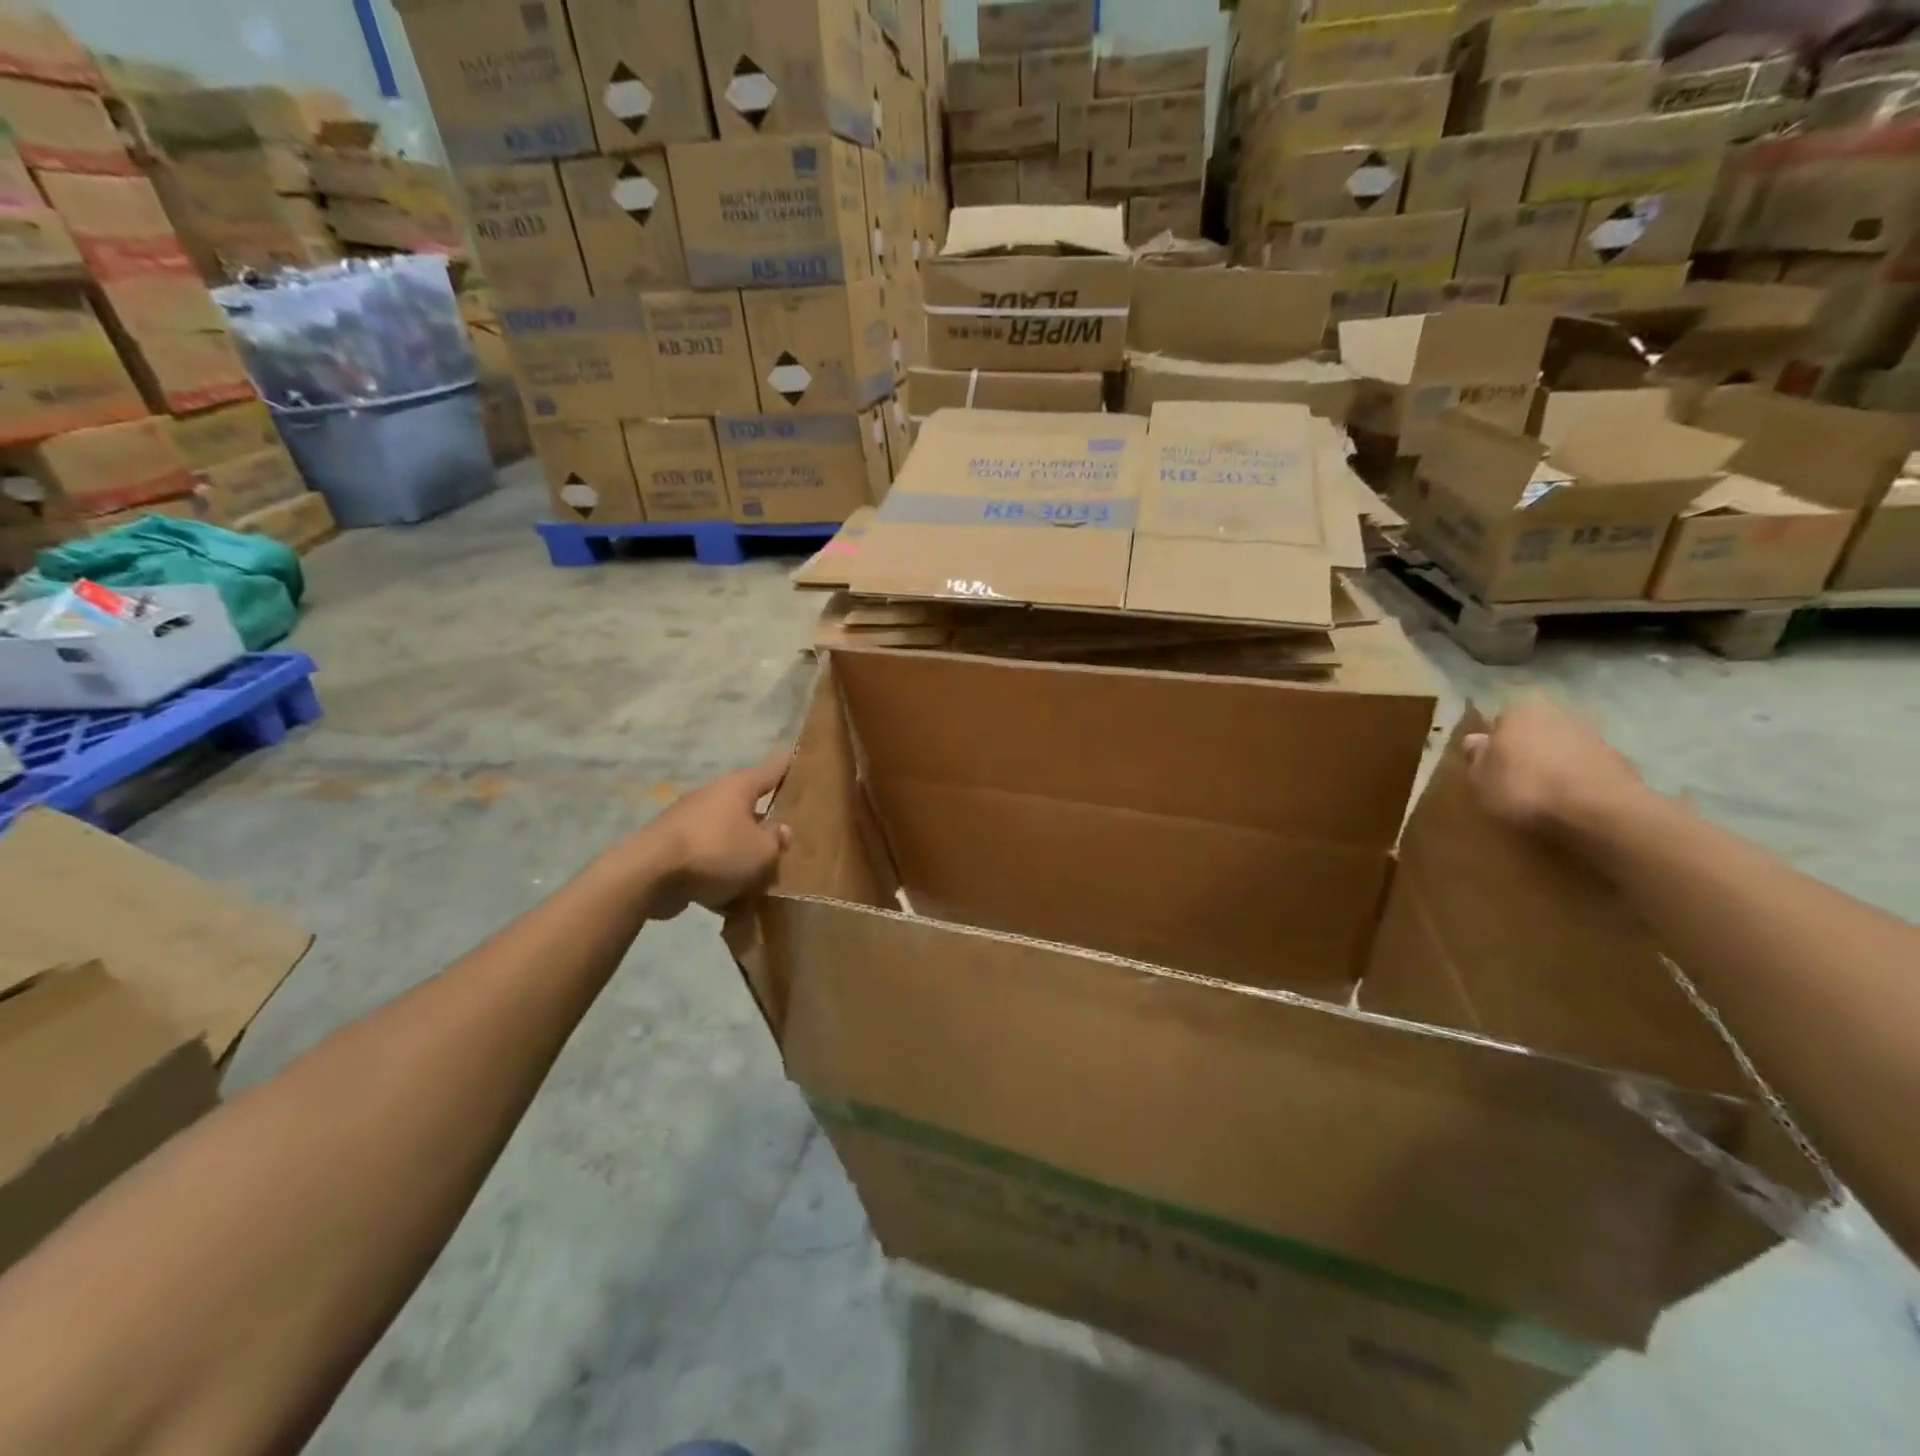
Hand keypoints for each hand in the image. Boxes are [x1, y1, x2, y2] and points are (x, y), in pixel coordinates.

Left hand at [639, 753, 791, 918]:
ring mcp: (688, 822)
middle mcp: (713, 797)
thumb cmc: (716, 851)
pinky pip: (705, 860)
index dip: (790, 765)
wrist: (648, 875)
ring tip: (760, 880)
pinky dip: (718, 875)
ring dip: (740, 854)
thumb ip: (776, 840)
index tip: (802, 757)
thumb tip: (780, 830)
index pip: (773, 769)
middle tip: (786, 841)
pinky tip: (729, 901)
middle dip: (765, 824)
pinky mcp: (670, 849)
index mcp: (738, 787)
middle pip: (747, 807)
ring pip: (726, 836)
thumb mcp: (761, 851)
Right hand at [1461, 695, 1646, 836]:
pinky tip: (1569, 800)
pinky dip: (1578, 778)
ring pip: (1563, 746)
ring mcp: (1594, 736)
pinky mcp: (1620, 761)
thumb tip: (1475, 740)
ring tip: (1543, 792)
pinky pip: (1586, 766)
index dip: (1496, 737)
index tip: (1491, 759)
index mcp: (1521, 710)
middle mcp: (1559, 713)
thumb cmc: (1525, 788)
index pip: (1502, 716)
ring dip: (1554, 762)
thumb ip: (1476, 756)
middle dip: (1527, 746)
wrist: (1599, 812)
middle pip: (1535, 729)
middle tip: (1515, 774)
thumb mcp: (1480, 777)